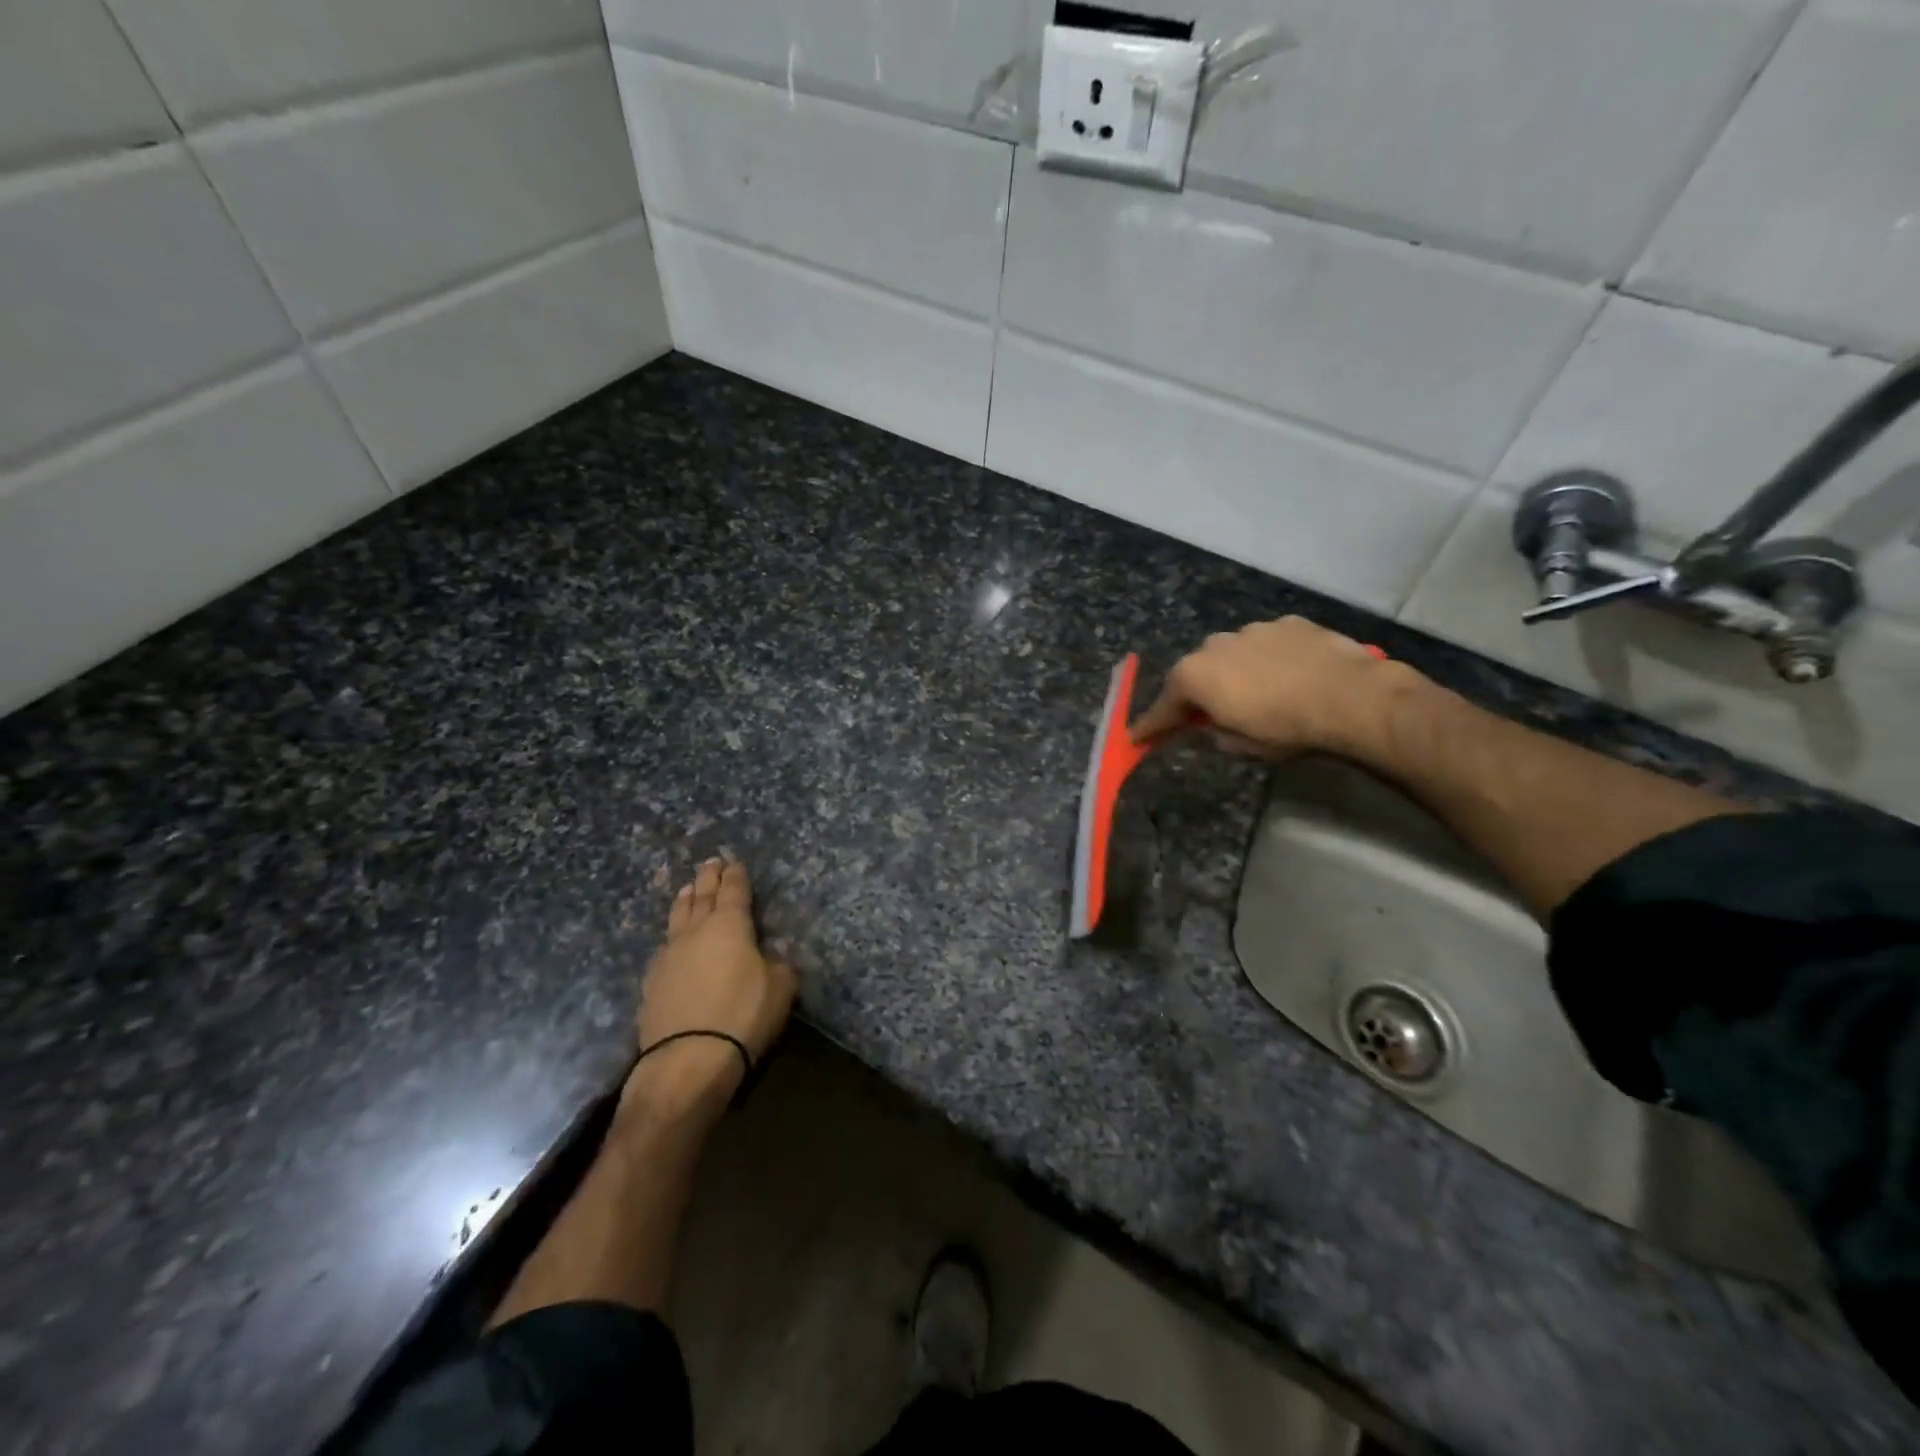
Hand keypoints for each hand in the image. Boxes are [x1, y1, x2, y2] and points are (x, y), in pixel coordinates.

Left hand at [627, 858, 796, 1110]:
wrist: (687, 1058)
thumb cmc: (743, 1015)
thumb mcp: (780, 988)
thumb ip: (778, 964)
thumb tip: (771, 955)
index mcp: (730, 925)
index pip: (734, 891)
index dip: (736, 876)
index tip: (734, 863)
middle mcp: (696, 931)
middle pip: (702, 896)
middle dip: (709, 878)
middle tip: (710, 863)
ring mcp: (669, 954)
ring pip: (678, 916)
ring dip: (685, 899)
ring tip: (687, 888)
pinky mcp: (652, 981)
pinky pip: (664, 945)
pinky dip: (672, 934)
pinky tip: (671, 938)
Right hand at [1130, 616, 1399, 758]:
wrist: (1350, 697)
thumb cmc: (1285, 728)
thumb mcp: (1241, 746)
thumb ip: (1214, 732)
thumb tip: (1210, 724)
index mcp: (1194, 676)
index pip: (1163, 706)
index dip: (1151, 725)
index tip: (1137, 737)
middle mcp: (1214, 645)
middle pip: (1196, 673)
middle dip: (1197, 693)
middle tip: (1206, 715)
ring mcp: (1252, 629)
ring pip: (1231, 654)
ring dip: (1234, 672)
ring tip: (1257, 693)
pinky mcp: (1288, 623)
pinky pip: (1266, 644)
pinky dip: (1267, 659)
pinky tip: (1288, 675)